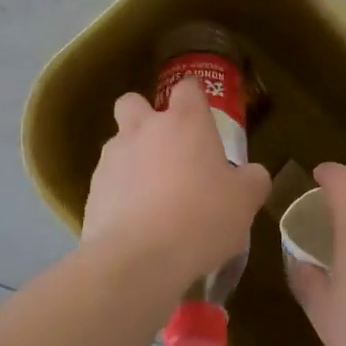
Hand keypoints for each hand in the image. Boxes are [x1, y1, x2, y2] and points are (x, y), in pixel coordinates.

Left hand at [82, 79, 269, 293]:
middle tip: (166, 149)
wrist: (138, 258)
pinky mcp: (93, 189)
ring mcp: (113, 157)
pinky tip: (136, 224)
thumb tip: (252, 174)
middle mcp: (144, 129)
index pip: (187, 87)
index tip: (202, 116)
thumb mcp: (244, 202)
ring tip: (153, 198)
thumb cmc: (201, 218)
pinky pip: (108, 182)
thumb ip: (251, 181)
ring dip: (132, 160)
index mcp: (185, 122)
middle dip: (144, 117)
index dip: (194, 97)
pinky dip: (119, 195)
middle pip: (134, 102)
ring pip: (118, 143)